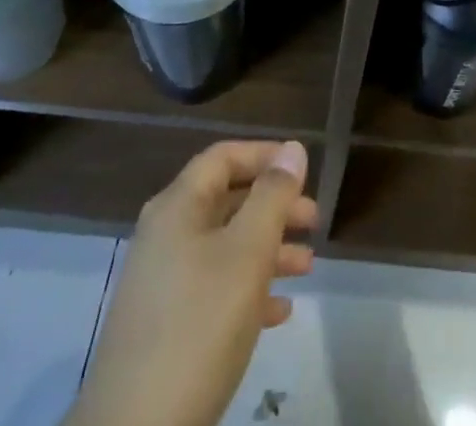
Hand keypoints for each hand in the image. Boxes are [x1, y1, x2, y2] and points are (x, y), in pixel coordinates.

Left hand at [69, 139, 315, 425]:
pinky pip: (213, 288)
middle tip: (314, 221)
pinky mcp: (164, 326)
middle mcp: (165, 234)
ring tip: (307, 266)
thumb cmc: (199, 325)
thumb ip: (273, 196)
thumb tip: (292, 149)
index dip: (265, 156)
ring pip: (224, 247)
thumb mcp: (247, 253)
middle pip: (226, 201)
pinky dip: (247, 289)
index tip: (303, 171)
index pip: (223, 157)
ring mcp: (161, 281)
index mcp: (178, 206)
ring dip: (267, 249)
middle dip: (273, 207)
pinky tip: (279, 312)